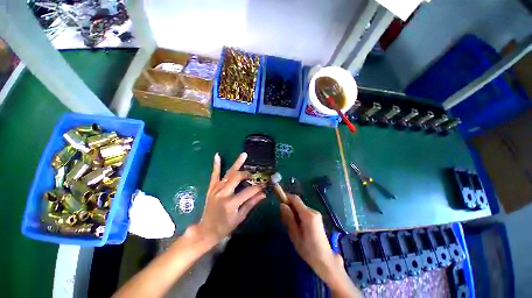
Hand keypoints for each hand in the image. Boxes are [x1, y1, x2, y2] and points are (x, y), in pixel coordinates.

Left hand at [196, 152, 265, 243]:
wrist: (206, 230)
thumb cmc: (225, 226)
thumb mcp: (240, 217)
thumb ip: (251, 203)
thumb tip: (263, 194)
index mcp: (231, 203)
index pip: (249, 191)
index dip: (258, 187)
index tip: (264, 184)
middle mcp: (223, 193)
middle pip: (237, 178)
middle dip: (247, 174)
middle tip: (253, 174)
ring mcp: (216, 189)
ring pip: (228, 173)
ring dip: (237, 163)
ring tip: (244, 155)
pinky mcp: (211, 188)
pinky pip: (214, 175)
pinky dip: (216, 165)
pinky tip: (218, 155)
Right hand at [280, 195, 360, 296]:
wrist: (325, 260)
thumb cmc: (308, 249)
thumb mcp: (295, 234)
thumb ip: (288, 218)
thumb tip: (282, 205)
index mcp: (308, 215)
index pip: (295, 199)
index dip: (286, 197)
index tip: (279, 200)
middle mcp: (313, 211)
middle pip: (298, 203)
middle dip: (289, 207)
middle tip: (284, 219)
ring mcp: (316, 214)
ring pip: (301, 207)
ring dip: (294, 212)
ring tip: (291, 225)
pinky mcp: (317, 218)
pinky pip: (304, 212)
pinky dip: (299, 215)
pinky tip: (298, 227)